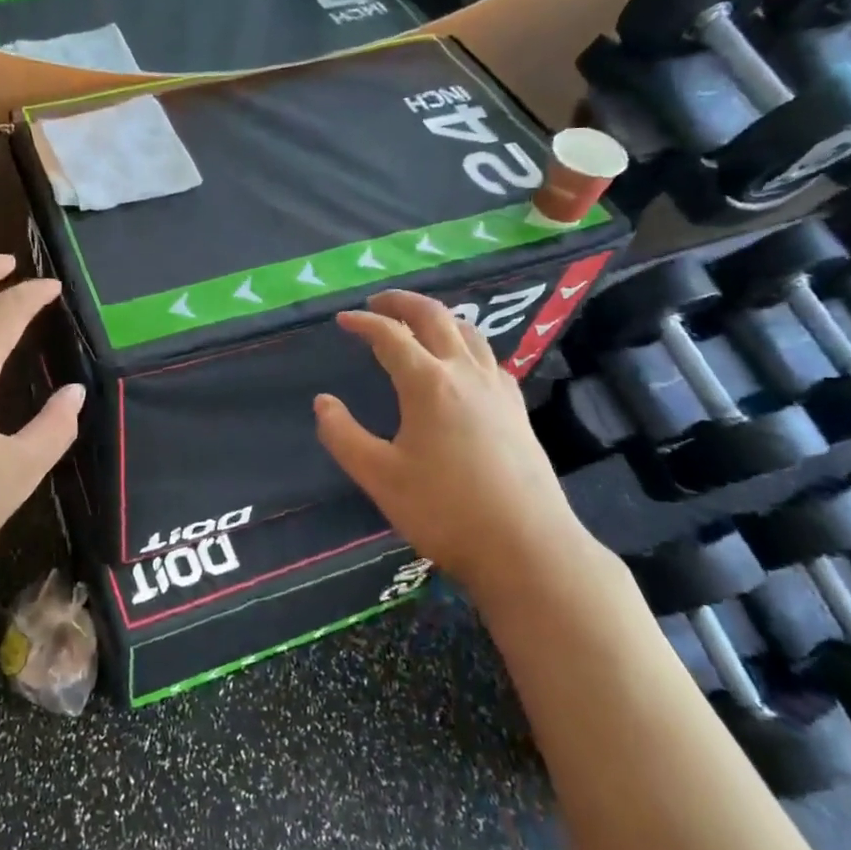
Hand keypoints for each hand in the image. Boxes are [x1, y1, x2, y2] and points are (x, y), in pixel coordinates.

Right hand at [314, 291, 588, 591]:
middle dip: (403, 303)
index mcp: (428, 383)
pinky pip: (489, 357)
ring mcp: (498, 389)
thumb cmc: (445, 511)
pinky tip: (464, 362)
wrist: (527, 547)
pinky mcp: (517, 410)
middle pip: (435, 318)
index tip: (343, 320)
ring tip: (419, 320)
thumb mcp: (380, 477)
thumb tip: (322, 402)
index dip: (364, 323)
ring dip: (439, 316)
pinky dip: (467, 343)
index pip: (391, 336)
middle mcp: (466, 373)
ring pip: (469, 332)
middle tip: (378, 302)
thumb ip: (343, 436)